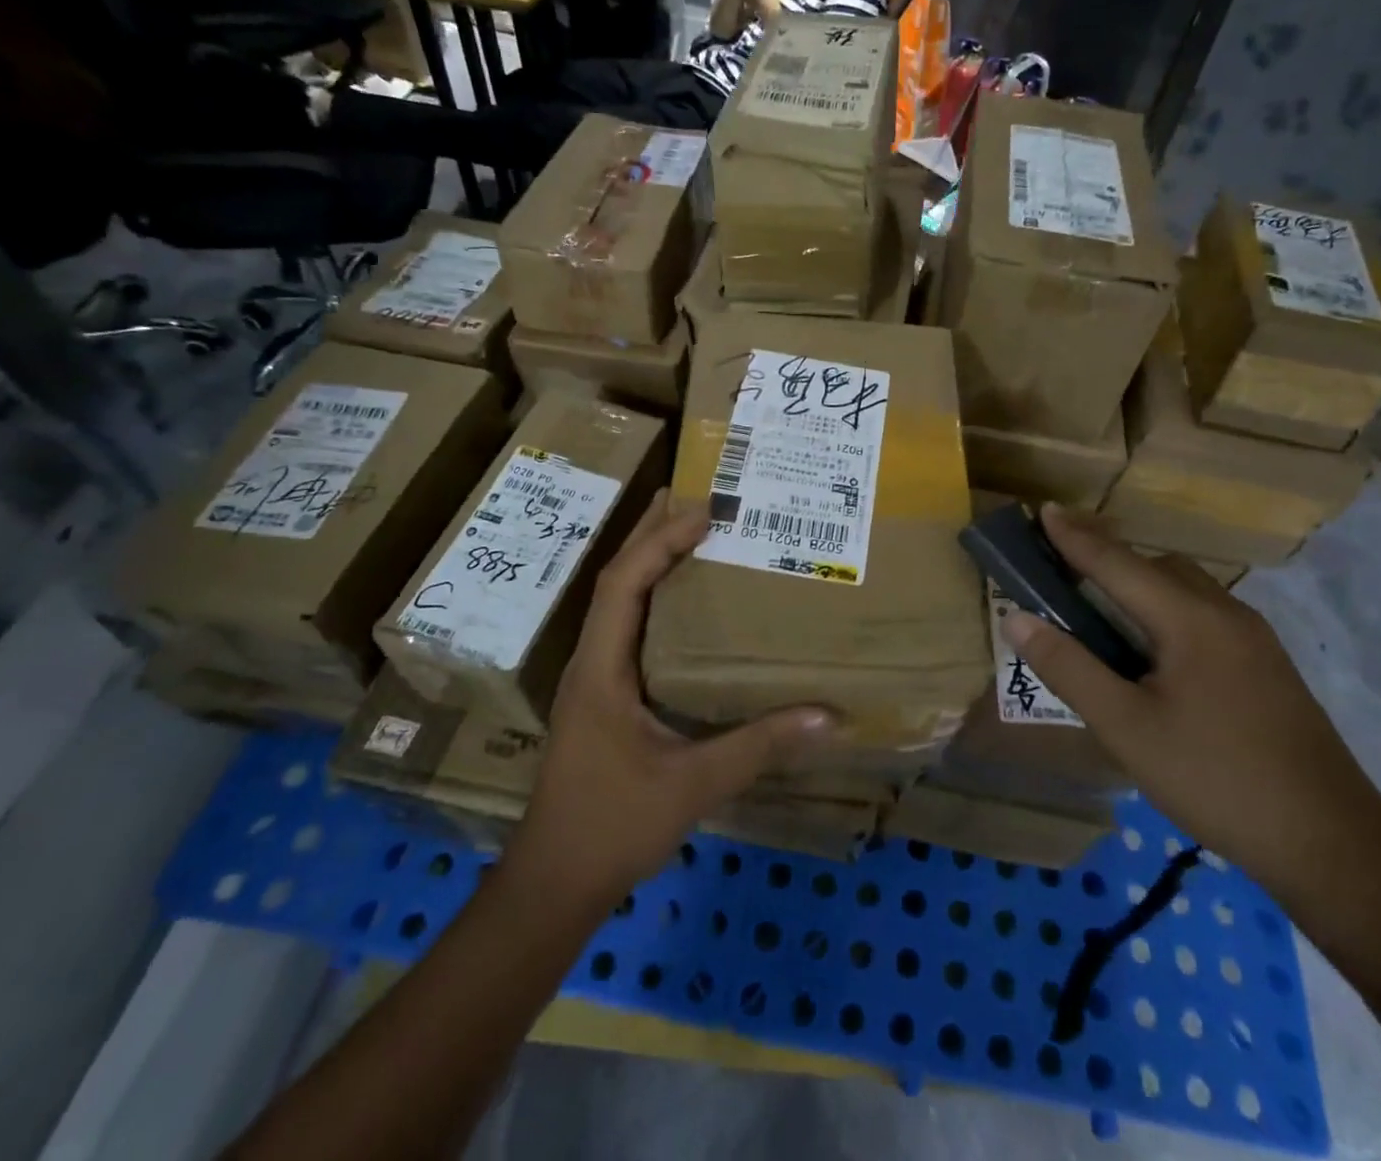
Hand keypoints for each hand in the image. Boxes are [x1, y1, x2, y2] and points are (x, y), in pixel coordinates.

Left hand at [500, 493, 831, 912]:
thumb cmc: (612, 826)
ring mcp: (594, 680)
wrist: (553, 884)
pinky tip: (683, 605)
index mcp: (601, 668)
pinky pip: (630, 629)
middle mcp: (592, 662)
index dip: (660, 541)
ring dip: (650, 562)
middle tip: (694, 496)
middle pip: (616, 579)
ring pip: (620, 603)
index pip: (623, 583)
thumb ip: (758, 747)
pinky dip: (654, 599)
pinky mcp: (605, 699)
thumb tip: (828, 716)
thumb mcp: (692, 785)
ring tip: (690, 532)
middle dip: (650, 533)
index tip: (705, 512)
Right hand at [1002, 504, 1380, 904]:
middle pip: (1156, 567)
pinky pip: (1205, 614)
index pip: (1117, 563)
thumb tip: (1016, 618)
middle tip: (1063, 570)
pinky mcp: (1269, 666)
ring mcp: (1255, 640)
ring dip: (1140, 585)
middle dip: (1108, 559)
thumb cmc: (1215, 779)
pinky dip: (1167, 610)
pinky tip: (1154, 652)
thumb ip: (1068, 668)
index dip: (1074, 537)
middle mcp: (1226, 613)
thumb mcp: (1126, 728)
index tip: (1042, 510)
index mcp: (1190, 619)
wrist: (1333, 844)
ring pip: (1186, 589)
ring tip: (1102, 611)